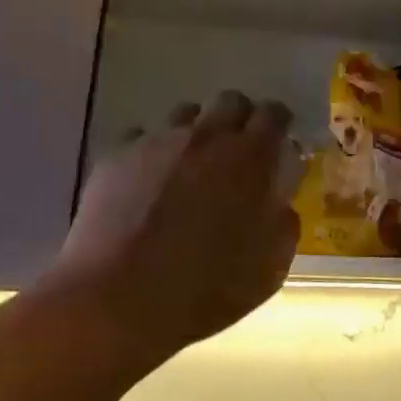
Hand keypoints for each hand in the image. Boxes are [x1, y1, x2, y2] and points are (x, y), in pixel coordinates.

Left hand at [44, 91, 301, 363]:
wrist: (116, 300)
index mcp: (250, 158)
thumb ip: (283, 223)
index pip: (274, 113)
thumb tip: (279, 202)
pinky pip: (141, 136)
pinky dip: (151, 151)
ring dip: (195, 132)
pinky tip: (147, 182)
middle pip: (230, 100)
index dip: (279, 123)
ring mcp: (157, 141)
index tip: (278, 142)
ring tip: (189, 166)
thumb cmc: (205, 289)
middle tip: (236, 152)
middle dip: (239, 118)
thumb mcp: (270, 268)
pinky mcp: (116, 155)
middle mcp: (206, 137)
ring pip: (184, 114)